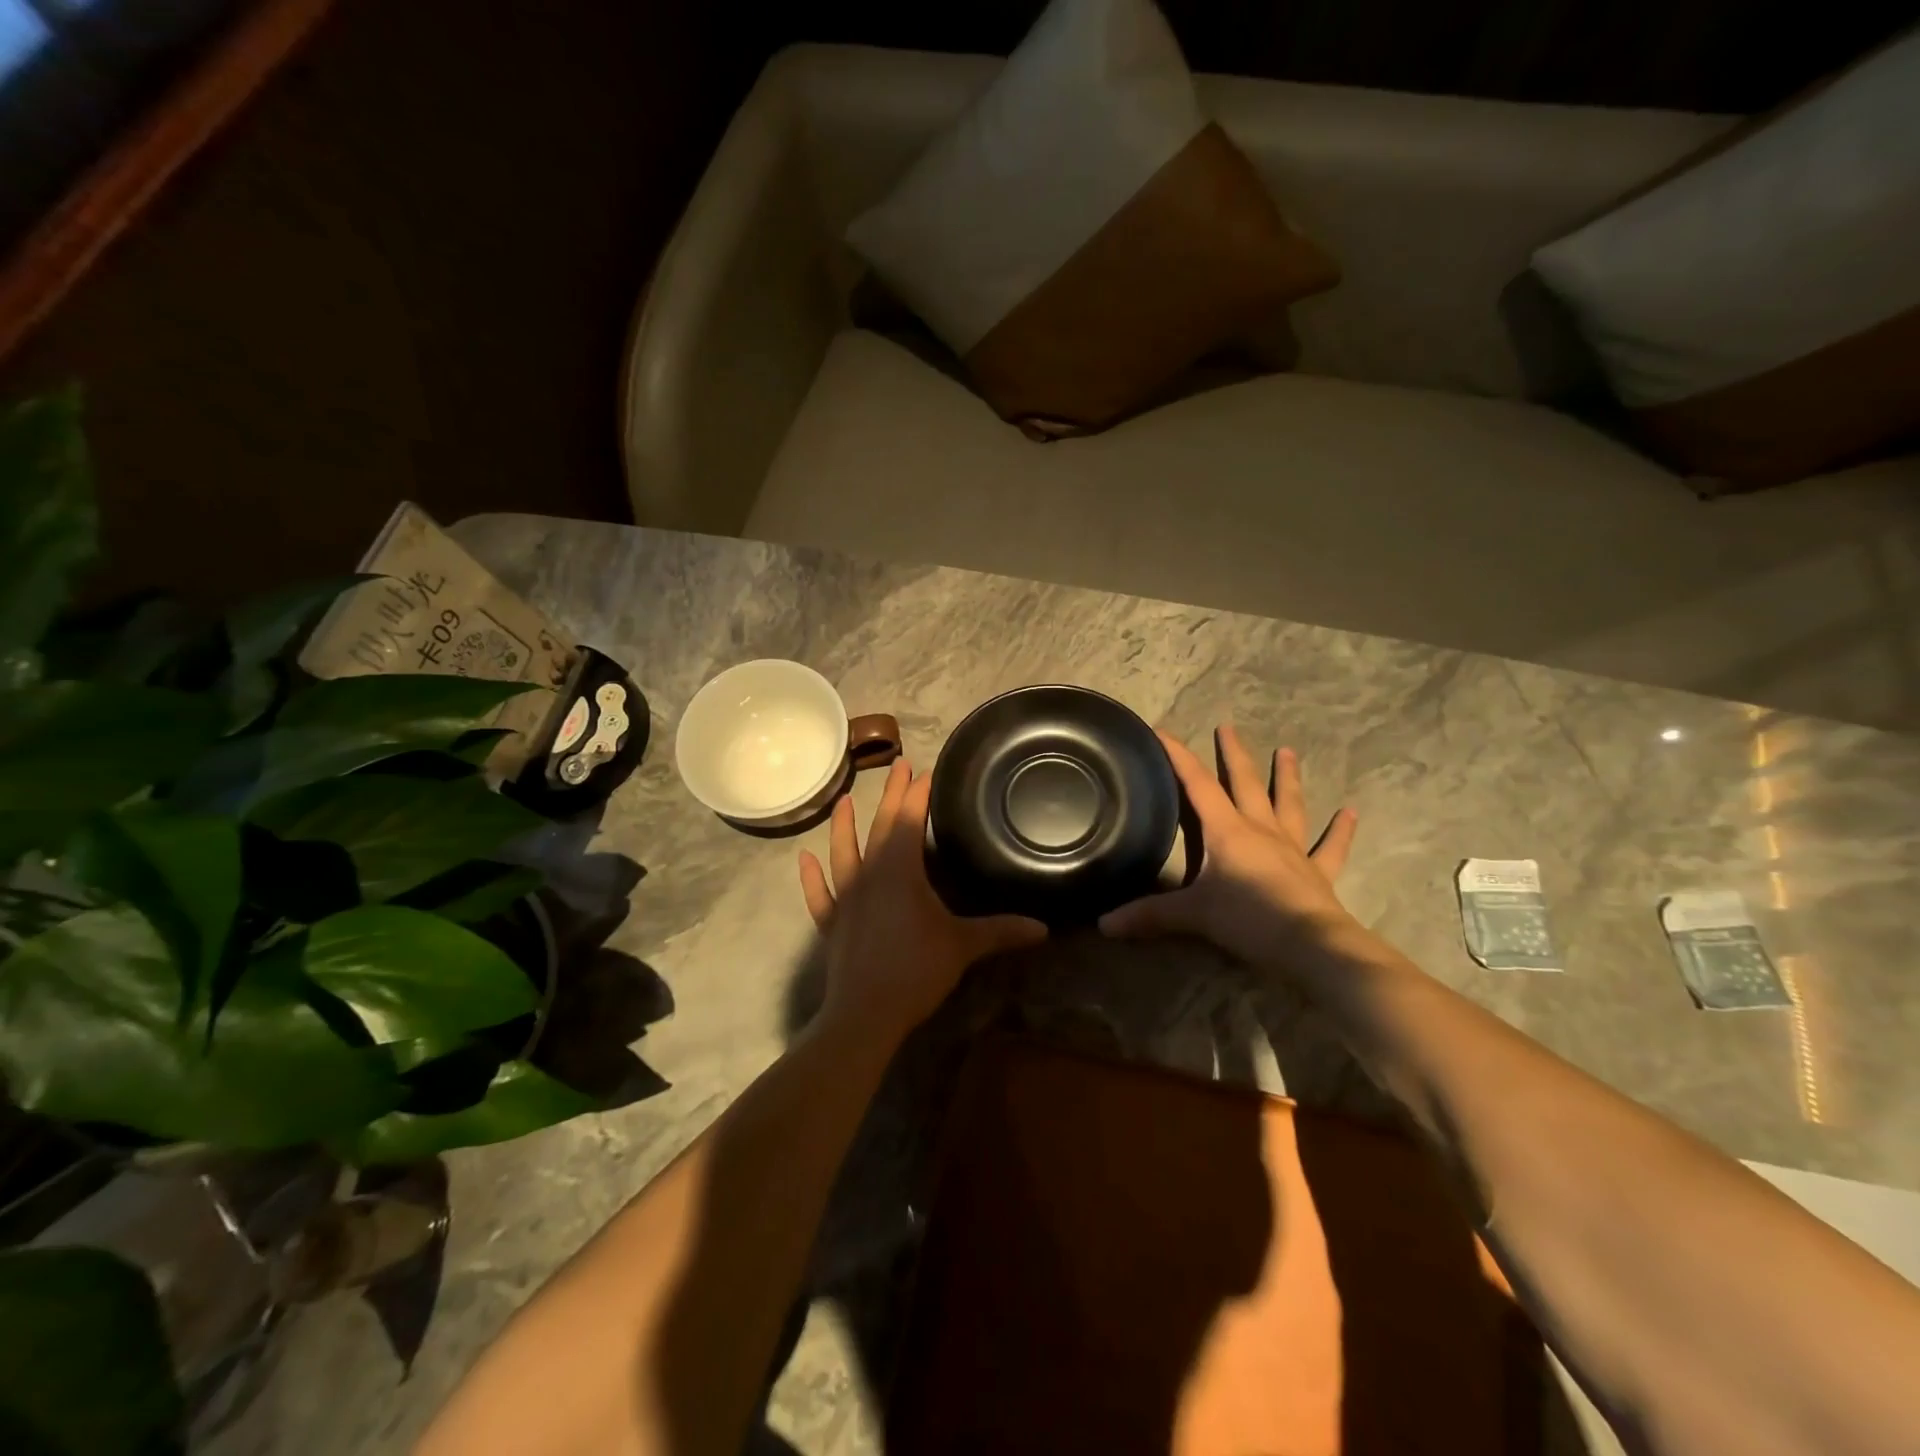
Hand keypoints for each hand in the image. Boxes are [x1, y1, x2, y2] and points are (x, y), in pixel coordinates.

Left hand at [799, 760, 1046, 1043]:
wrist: (866, 1013)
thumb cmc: (916, 971)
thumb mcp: (963, 947)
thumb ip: (1001, 932)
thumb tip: (1043, 928)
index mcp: (900, 871)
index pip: (910, 821)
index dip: (918, 795)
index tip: (926, 771)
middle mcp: (870, 875)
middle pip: (880, 827)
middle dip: (890, 796)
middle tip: (897, 766)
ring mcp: (846, 898)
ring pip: (843, 852)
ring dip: (843, 826)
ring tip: (842, 801)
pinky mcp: (832, 923)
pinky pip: (820, 894)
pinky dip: (813, 877)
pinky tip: (806, 859)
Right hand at [1101, 726, 1361, 967]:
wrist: (1311, 945)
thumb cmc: (1248, 919)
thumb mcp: (1192, 915)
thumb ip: (1149, 916)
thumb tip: (1104, 924)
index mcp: (1227, 831)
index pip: (1197, 784)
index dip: (1178, 756)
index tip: (1162, 731)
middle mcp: (1260, 829)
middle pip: (1245, 783)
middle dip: (1233, 753)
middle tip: (1228, 726)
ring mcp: (1292, 848)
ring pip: (1289, 804)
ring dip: (1287, 777)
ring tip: (1288, 751)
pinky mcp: (1318, 872)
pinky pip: (1330, 847)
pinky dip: (1340, 830)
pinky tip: (1350, 812)